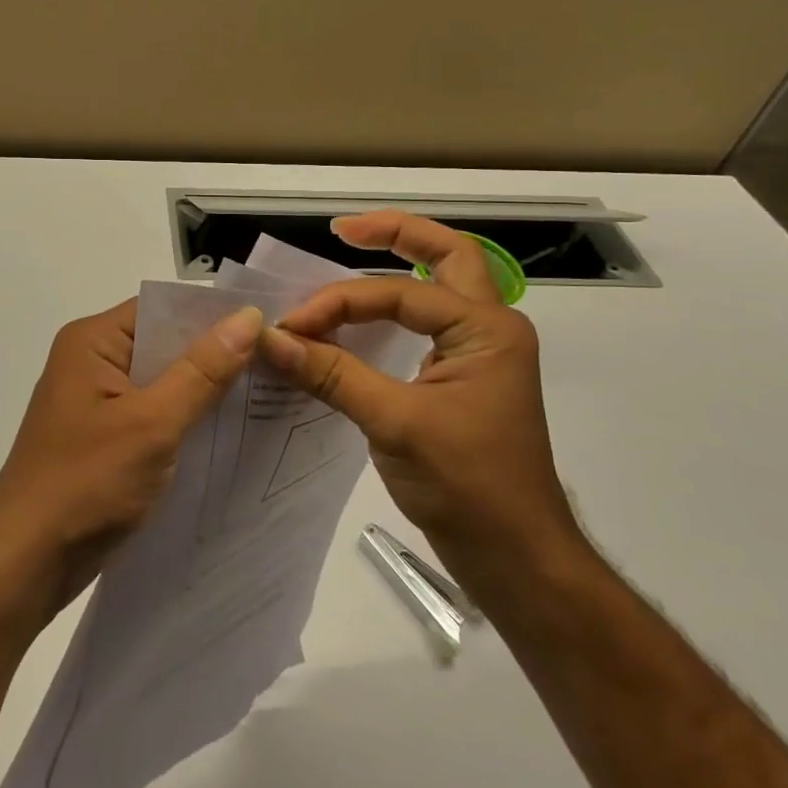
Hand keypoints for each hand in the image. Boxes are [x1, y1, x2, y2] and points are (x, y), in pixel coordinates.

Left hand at [0, 297, 261, 618]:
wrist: (26, 562)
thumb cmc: (85, 483)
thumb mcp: (153, 423)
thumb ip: (202, 371)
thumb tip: (247, 317)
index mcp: (92, 341)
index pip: (161, 308)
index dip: (212, 315)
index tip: (269, 325)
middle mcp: (91, 361)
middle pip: (163, 343)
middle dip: (215, 355)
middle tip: (279, 361)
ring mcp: (95, 402)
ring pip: (162, 382)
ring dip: (204, 391)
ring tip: (267, 394)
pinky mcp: (103, 437)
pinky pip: (153, 414)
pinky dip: (186, 420)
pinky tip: (228, 433)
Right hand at [257, 213, 581, 585]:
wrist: (517, 557)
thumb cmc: (468, 485)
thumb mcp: (394, 423)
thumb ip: (332, 374)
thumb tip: (270, 339)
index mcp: (486, 329)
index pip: (398, 294)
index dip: (338, 303)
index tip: (291, 326)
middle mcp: (489, 329)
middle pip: (448, 256)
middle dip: (398, 234)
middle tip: (343, 230)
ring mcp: (478, 355)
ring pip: (439, 288)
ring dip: (399, 267)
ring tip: (350, 254)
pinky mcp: (461, 381)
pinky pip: (425, 325)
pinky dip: (391, 311)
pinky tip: (358, 320)